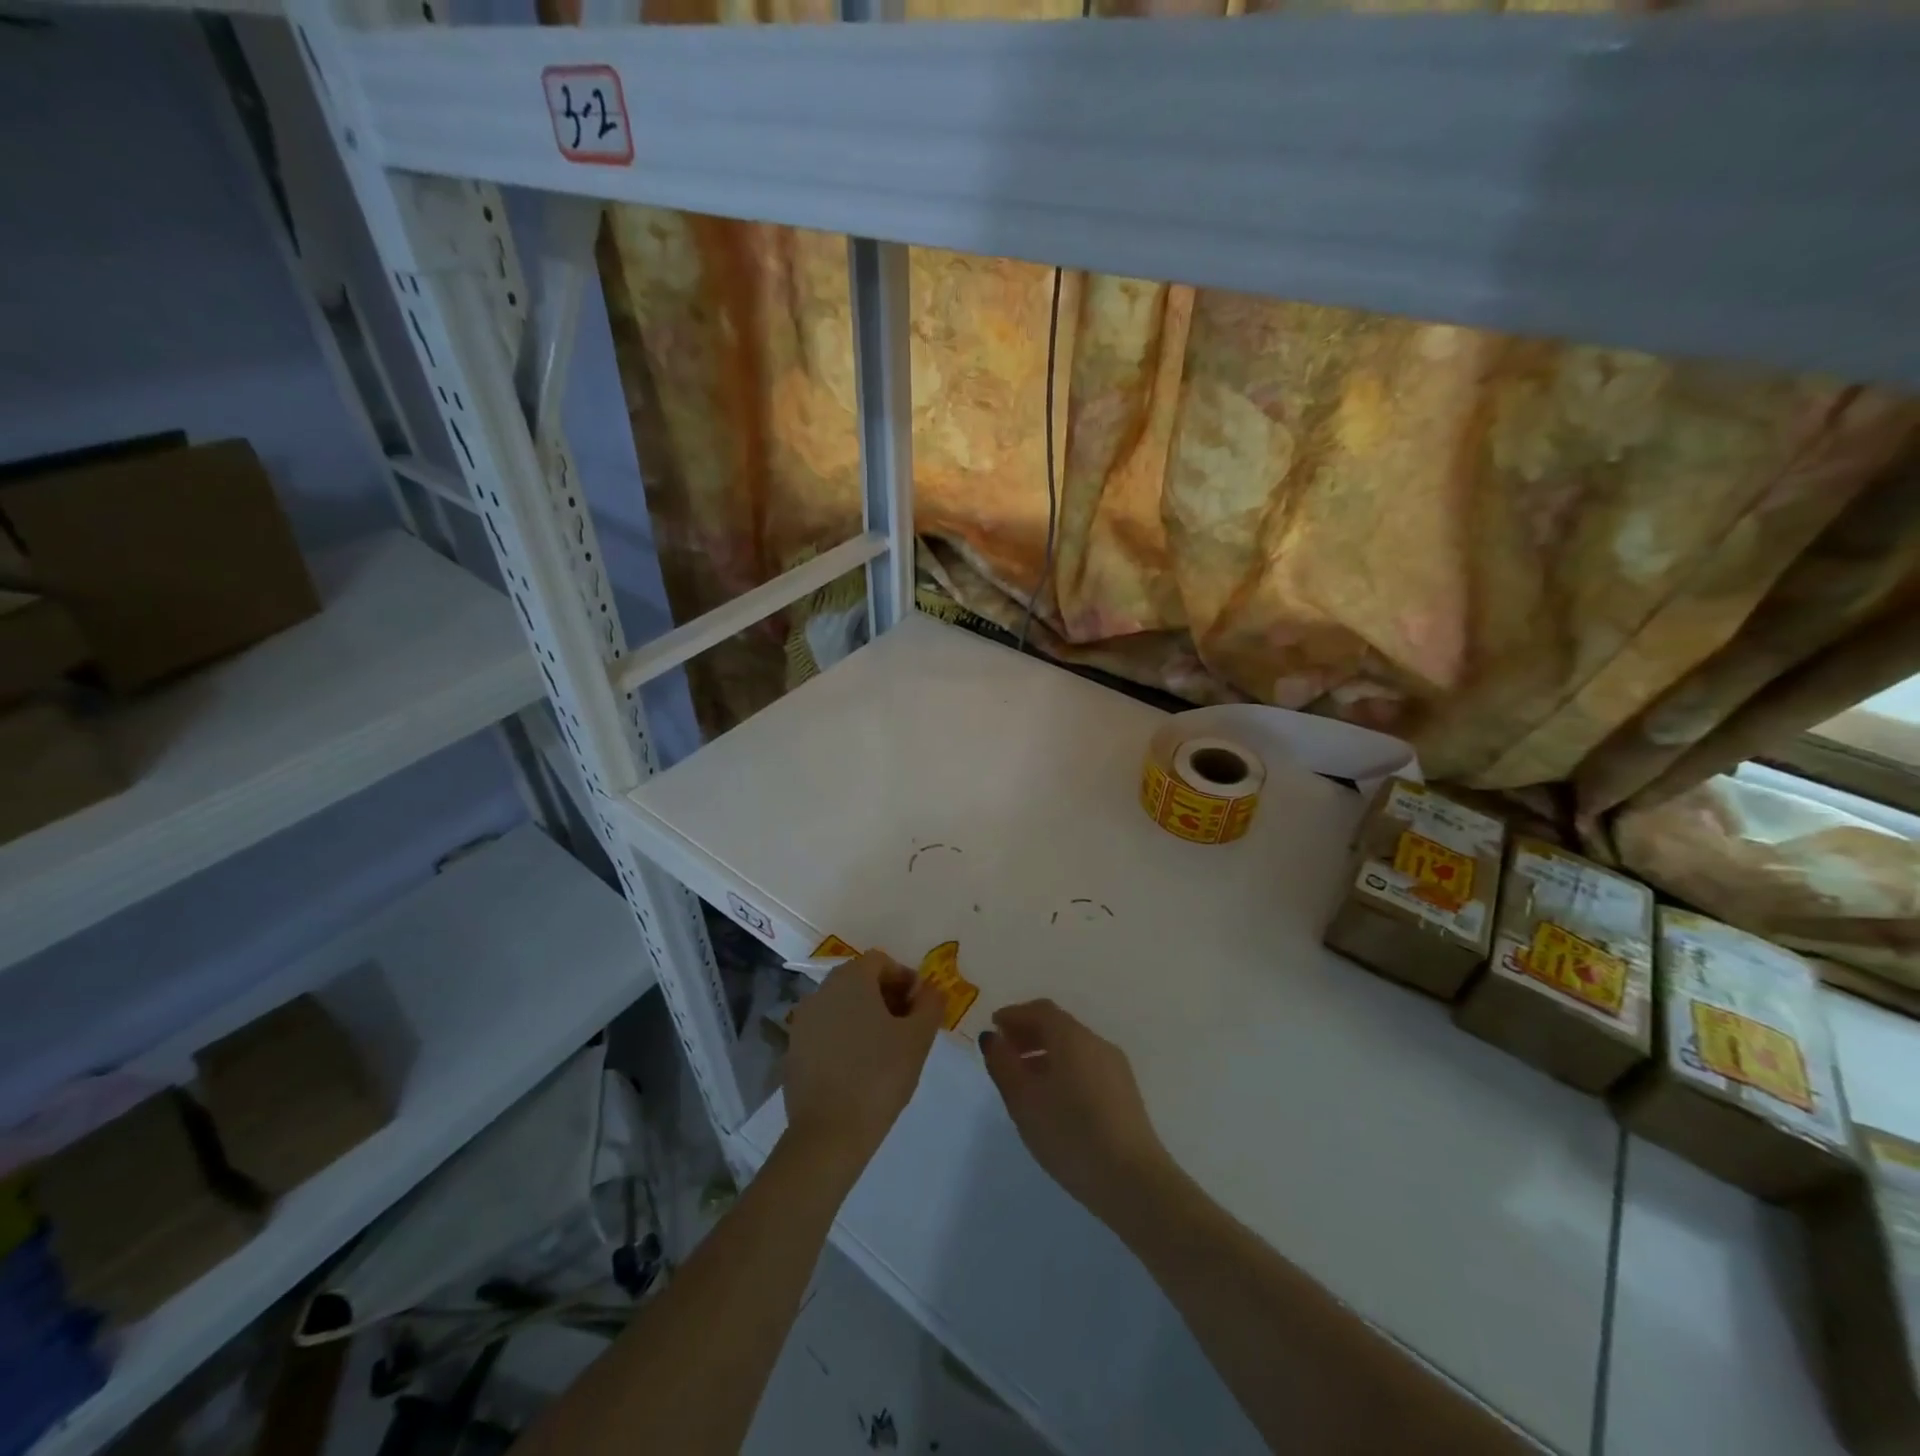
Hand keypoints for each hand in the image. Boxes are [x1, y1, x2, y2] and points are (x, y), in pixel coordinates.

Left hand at [784, 951, 944, 1175]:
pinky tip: (859, 1066)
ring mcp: (803, 1020)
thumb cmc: (879, 1076)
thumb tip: (930, 989)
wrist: (829, 1134)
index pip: (881, 961)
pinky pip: (826, 1029)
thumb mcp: (918, 1038)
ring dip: (865, 1015)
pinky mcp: (793, 1049)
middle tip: (907, 1025)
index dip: (905, 978)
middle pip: (859, 979)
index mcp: (851, 979)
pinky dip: (844, 1036)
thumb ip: (930, 1004)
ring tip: (885, 1048)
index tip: (921, 1006)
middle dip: (886, 995)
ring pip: (841, 1004)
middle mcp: (822, 991)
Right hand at [980, 1000, 1175, 1224]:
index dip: (1014, 1015)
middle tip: (1004, 1053)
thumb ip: (1003, 1064)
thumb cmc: (1070, 1135)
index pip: (1040, 1011)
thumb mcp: (1024, 1101)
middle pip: (1058, 1025)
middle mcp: (1096, 1043)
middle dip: (1029, 1033)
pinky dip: (1064, 1067)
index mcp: (1072, 1037)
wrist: (1133, 1181)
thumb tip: (993, 1038)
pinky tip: (1053, 1098)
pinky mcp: (1125, 1092)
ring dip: (1045, 1052)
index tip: (994, 1028)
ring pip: (1074, 1047)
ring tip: (1024, 1079)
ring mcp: (1115, 1067)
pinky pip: (1087, 1065)